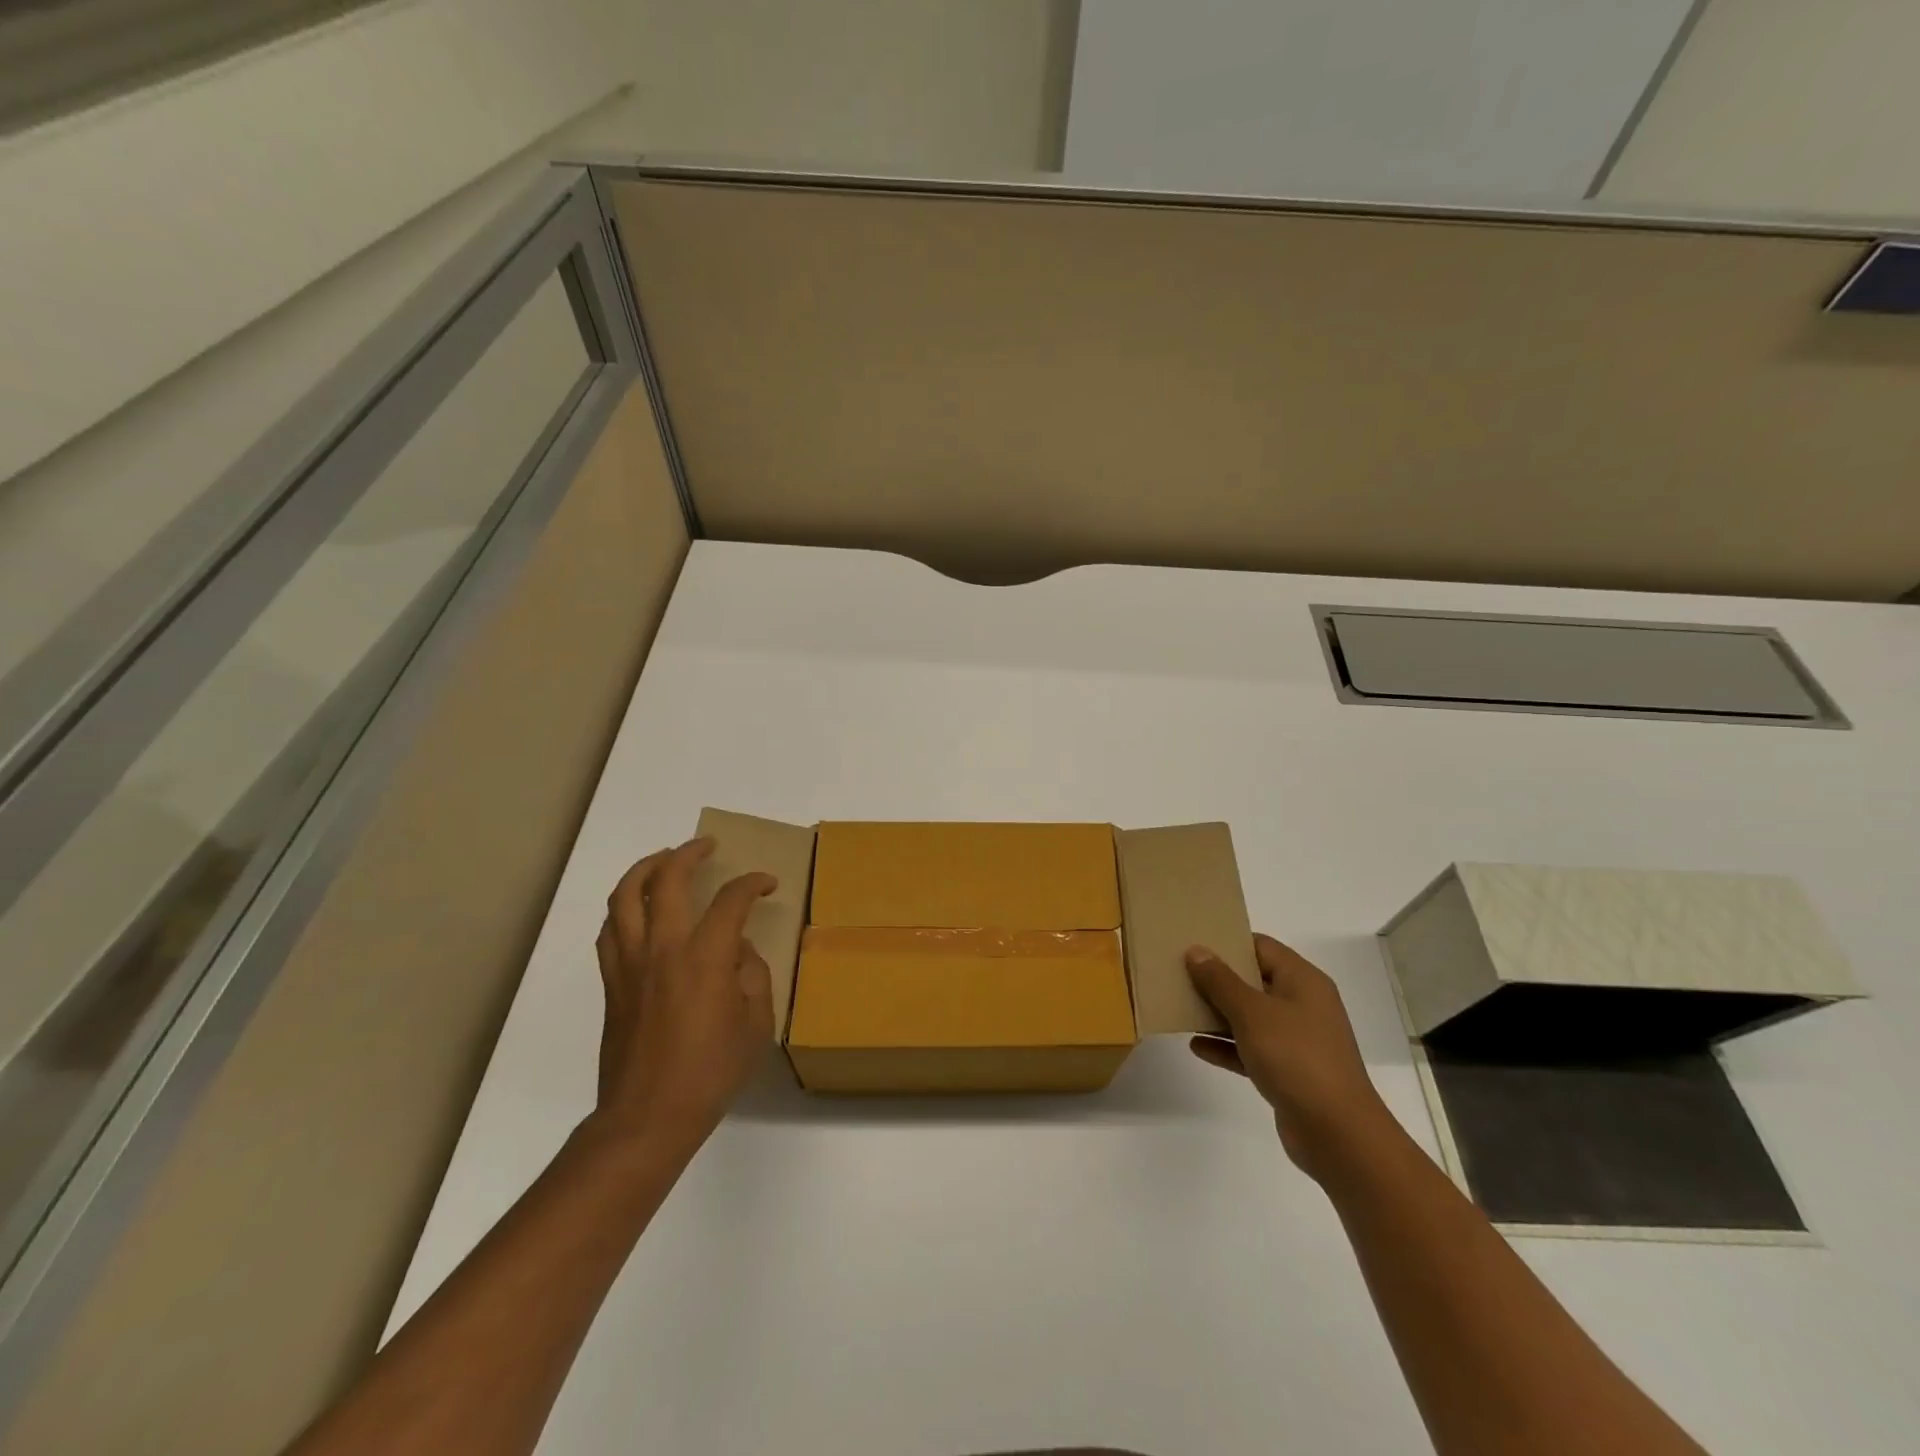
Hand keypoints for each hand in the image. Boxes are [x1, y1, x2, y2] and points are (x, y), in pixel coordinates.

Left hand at [592, 837, 775, 1155]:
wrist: (647, 1117)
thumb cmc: (710, 1072)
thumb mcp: (756, 1025)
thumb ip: (752, 977)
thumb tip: (738, 952)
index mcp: (705, 958)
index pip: (730, 900)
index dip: (752, 883)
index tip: (766, 884)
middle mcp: (663, 949)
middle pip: (666, 880)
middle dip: (688, 853)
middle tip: (706, 846)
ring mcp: (630, 964)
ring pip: (624, 897)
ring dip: (645, 869)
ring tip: (663, 861)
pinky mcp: (611, 983)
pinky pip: (610, 930)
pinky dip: (623, 907)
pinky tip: (637, 909)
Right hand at [1185, 933, 1394, 1181]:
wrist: (1337, 1133)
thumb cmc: (1296, 1058)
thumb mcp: (1252, 1013)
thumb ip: (1220, 981)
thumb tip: (1197, 950)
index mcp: (1302, 981)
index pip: (1261, 947)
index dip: (1228, 942)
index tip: (1192, 943)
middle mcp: (1302, 1004)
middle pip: (1253, 980)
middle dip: (1217, 979)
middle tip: (1178, 973)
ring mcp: (1297, 1040)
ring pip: (1250, 1016)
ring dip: (1218, 1013)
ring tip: (1180, 1007)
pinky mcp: (1289, 1071)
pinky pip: (1251, 1049)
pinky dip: (1226, 1046)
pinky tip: (1196, 1046)